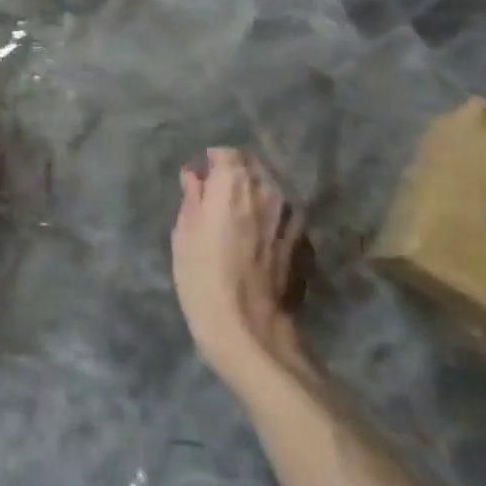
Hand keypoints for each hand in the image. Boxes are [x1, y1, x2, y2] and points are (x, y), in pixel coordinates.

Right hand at [171, 148, 304, 387]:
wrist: (251, 332)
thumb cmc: (203, 278)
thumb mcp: (183, 234)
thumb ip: (192, 198)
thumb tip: (195, 177)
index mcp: (233, 182)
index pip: (226, 153)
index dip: (211, 164)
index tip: (200, 181)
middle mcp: (267, 190)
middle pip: (252, 166)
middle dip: (236, 174)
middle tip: (217, 196)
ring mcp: (289, 216)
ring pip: (271, 189)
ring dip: (256, 194)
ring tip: (239, 216)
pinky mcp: (302, 242)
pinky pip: (284, 214)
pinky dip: (272, 216)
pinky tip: (261, 236)